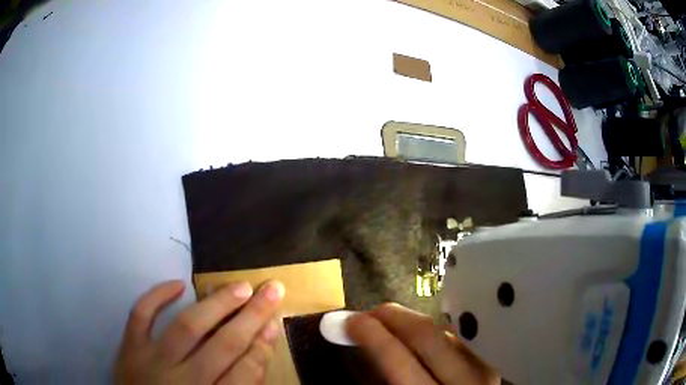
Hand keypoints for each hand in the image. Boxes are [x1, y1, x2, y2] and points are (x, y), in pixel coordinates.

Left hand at [114, 279, 284, 384]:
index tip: (274, 324)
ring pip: (187, 327)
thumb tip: (257, 354)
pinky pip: (140, 315)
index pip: (245, 373)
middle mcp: (183, 381)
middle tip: (272, 290)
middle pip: (223, 346)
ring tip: (240, 287)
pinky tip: (178, 284)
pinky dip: (156, 296)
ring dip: (216, 304)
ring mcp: (152, 361)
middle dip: (251, 317)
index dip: (262, 347)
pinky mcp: (129, 348)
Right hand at [346, 303, 499, 384]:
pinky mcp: (490, 363)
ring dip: (413, 323)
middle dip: (393, 317)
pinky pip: (458, 339)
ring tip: (391, 323)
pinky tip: (420, 336)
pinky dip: (435, 333)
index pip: (398, 359)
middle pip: (427, 335)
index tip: (350, 320)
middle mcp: (464, 381)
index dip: (371, 335)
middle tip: (368, 313)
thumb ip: (383, 375)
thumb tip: (365, 339)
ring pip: (445, 332)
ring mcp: (483, 369)